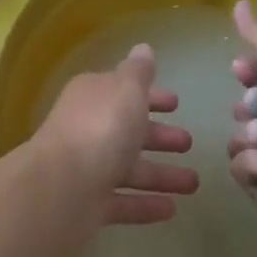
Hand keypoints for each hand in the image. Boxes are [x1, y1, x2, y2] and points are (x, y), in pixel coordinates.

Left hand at [33, 45, 196, 229]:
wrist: (63, 187)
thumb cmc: (102, 128)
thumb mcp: (126, 90)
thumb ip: (139, 72)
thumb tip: (143, 48)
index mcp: (92, 96)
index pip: (123, 91)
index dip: (150, 96)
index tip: (176, 103)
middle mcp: (87, 128)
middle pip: (126, 130)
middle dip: (158, 136)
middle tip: (188, 142)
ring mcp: (86, 168)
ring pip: (128, 169)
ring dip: (160, 174)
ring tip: (194, 183)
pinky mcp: (88, 204)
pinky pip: (123, 202)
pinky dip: (145, 204)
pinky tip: (172, 208)